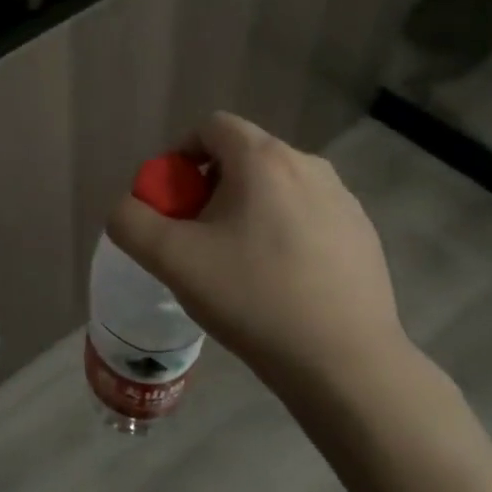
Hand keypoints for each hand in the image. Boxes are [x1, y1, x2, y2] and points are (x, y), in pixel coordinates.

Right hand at [107, 112, 407, 397]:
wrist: (345, 365)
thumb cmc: (253, 298)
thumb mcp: (171, 259)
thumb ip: (131, 221)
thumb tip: (128, 208)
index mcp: (263, 159)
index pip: (211, 127)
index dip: (180, 155)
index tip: (173, 201)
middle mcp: (308, 165)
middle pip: (242, 157)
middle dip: (210, 187)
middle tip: (198, 237)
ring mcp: (343, 200)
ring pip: (276, 187)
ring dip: (247, 209)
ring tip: (238, 263)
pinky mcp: (363, 234)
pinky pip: (307, 214)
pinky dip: (283, 231)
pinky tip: (279, 281)